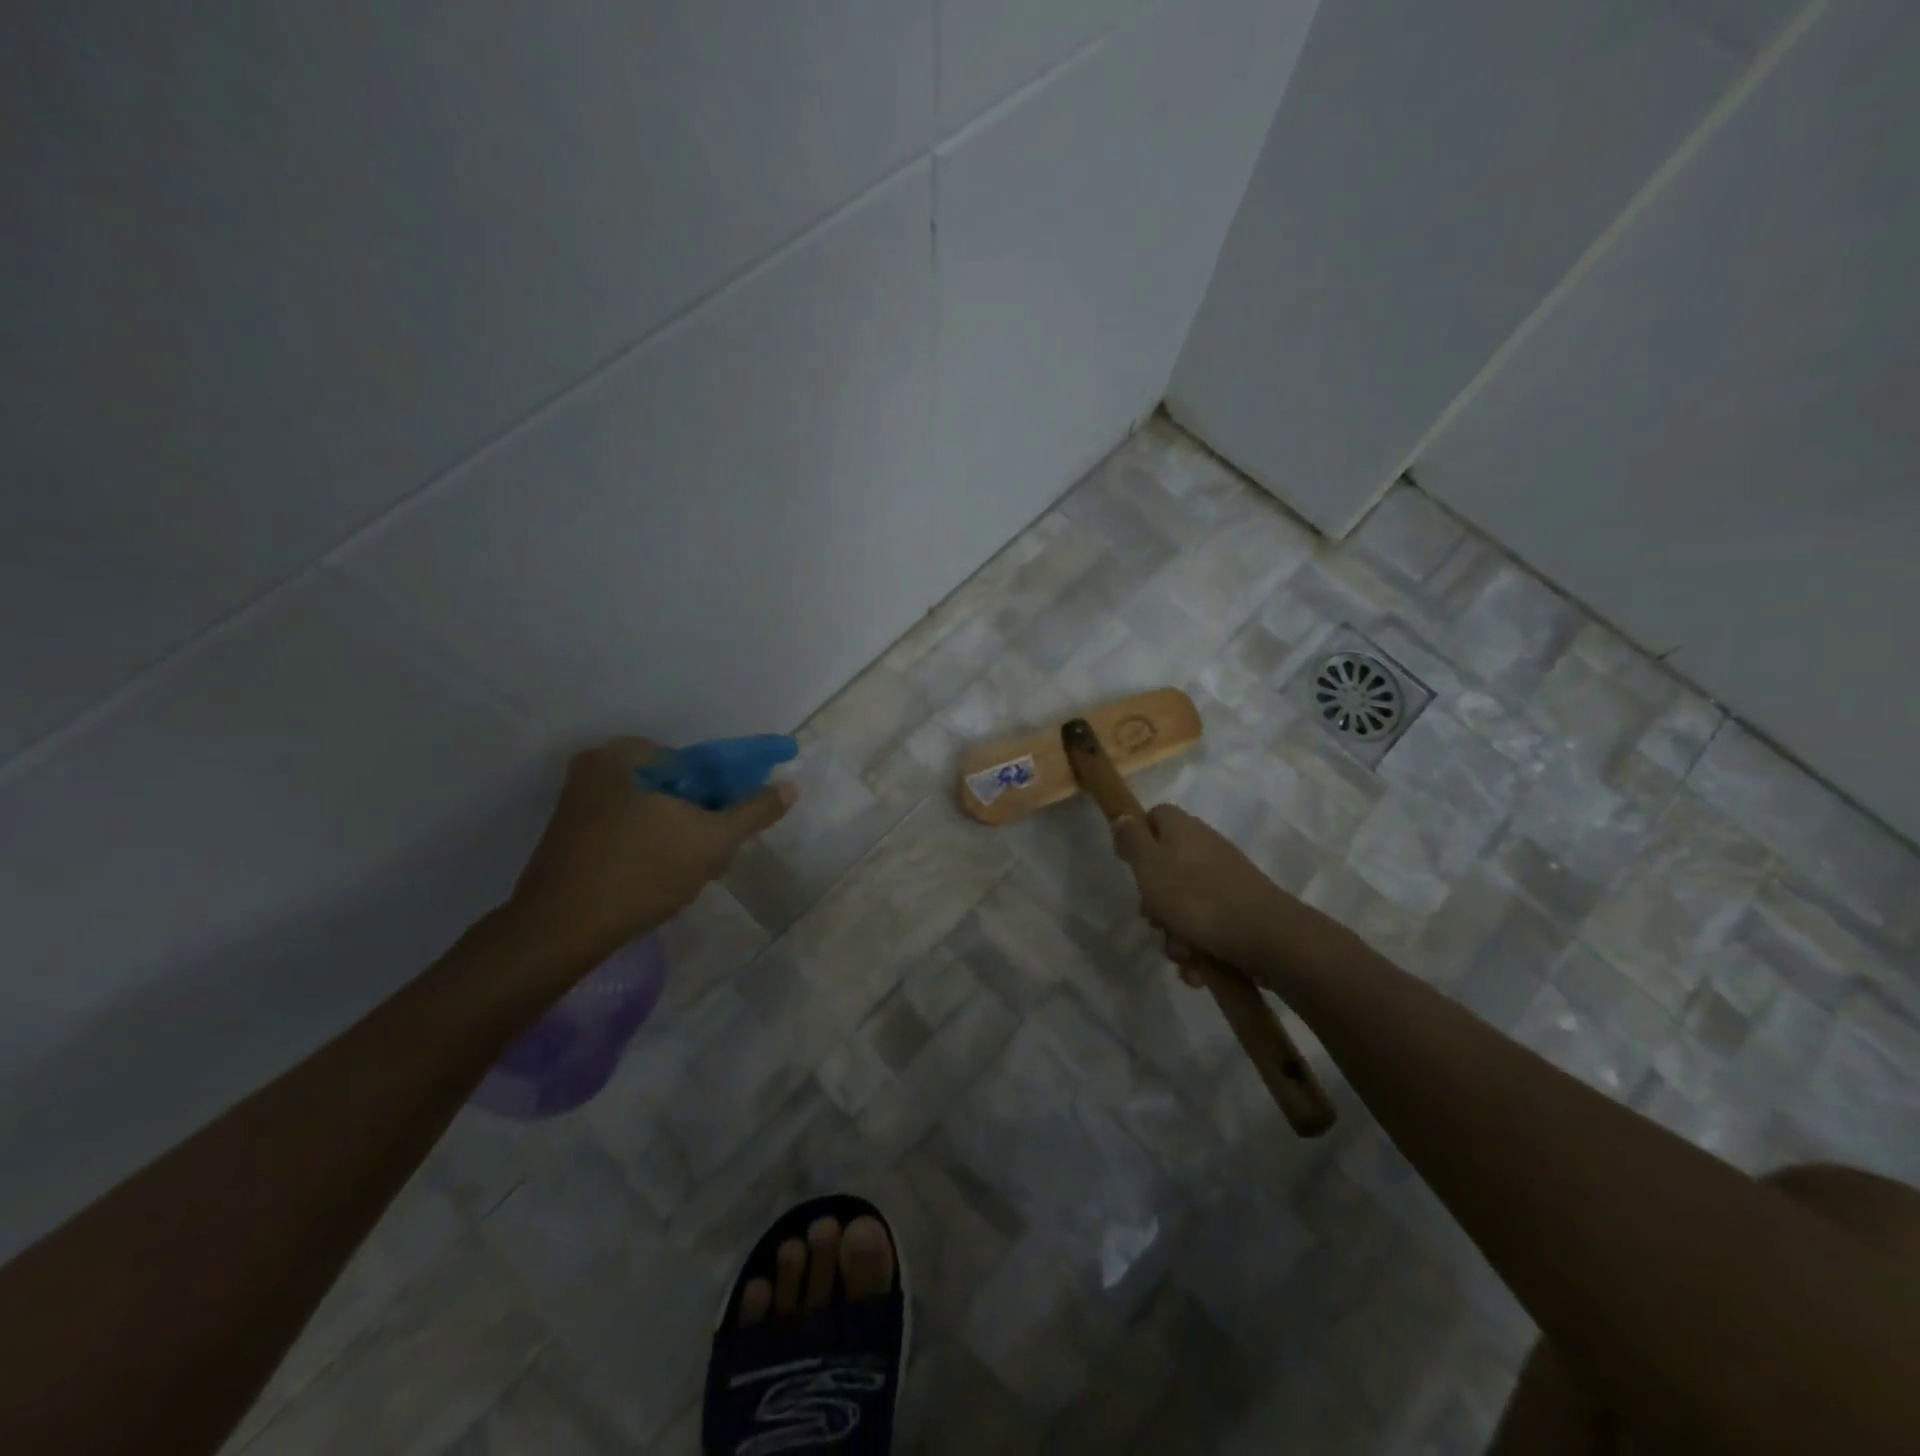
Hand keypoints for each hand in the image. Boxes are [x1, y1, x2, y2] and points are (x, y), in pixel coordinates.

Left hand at [505, 737, 796, 969]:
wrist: (561, 931)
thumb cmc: (641, 872)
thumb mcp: (711, 840)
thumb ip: (753, 811)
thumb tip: (790, 786)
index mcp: (625, 755)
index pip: (696, 764)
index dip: (724, 795)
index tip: (733, 829)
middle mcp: (596, 769)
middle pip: (675, 789)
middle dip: (701, 821)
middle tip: (715, 857)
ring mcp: (578, 804)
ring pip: (653, 813)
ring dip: (680, 839)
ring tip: (692, 876)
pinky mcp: (570, 837)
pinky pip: (628, 831)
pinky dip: (651, 849)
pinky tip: (661, 881)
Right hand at [1111, 804, 1290, 982]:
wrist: (1265, 936)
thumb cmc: (1195, 897)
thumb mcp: (1149, 866)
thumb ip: (1132, 840)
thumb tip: (1123, 816)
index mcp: (1182, 829)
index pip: (1154, 817)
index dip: (1138, 838)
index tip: (1129, 865)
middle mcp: (1204, 847)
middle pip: (1166, 866)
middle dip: (1155, 900)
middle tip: (1153, 919)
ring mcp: (1224, 877)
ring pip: (1185, 901)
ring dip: (1175, 932)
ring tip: (1181, 953)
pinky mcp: (1240, 907)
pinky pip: (1208, 923)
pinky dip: (1199, 945)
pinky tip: (1198, 967)